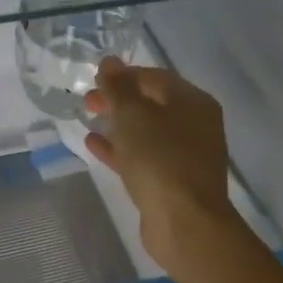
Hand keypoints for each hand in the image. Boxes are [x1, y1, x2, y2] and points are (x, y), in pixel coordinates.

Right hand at [84, 58, 234, 276]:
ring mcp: (184, 155)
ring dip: (118, 124)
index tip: (93, 79)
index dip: (123, 75)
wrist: (184, 222)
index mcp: (193, 102)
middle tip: (87, 101)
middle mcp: (194, 124)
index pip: (155, 77)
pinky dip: (120, 148)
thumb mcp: (134, 116)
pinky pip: (143, 156)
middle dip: (118, 100)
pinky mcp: (172, 181)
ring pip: (146, 131)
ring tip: (88, 118)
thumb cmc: (160, 160)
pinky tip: (94, 144)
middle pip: (151, 103)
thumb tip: (109, 61)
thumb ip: (119, 87)